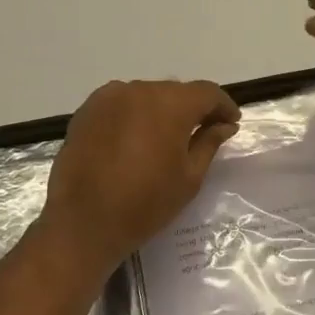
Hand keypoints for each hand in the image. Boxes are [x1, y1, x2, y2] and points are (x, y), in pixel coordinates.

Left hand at [41, 80, 241, 272]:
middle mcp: (139, 90)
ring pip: (147, 95)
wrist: (82, 223)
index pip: (207, 92)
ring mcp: (108, 98)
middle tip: (203, 131)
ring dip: (162, 110)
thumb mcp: (189, 177)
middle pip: (176, 91)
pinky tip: (136, 139)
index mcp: (170, 104)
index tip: (231, 123)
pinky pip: (121, 104)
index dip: (223, 106)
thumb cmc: (145, 203)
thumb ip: (209, 143)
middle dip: (192, 108)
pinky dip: (135, 115)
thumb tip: (224, 125)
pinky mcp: (86, 111)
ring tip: (166, 138)